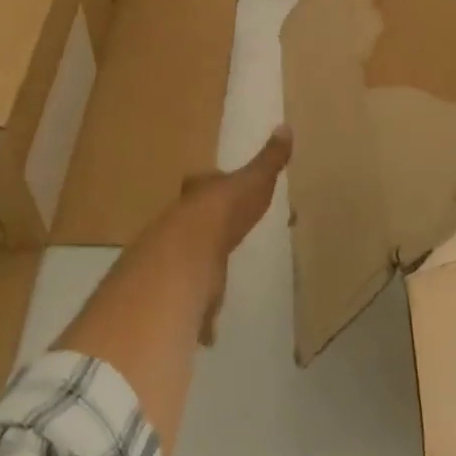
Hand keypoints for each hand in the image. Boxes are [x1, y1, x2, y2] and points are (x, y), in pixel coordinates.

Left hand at [173, 125, 291, 342]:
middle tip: (219, 236)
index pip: (202, 184)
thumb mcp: (252, 181)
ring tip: (216, 279)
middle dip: (202, 229)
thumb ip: (269, 159)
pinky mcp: (173, 295)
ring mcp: (171, 260)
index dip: (210, 186)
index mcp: (200, 195)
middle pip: (189, 223)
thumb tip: (285, 126)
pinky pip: (187, 303)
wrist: (186, 259)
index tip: (220, 191)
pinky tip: (209, 328)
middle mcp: (179, 223)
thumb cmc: (223, 212)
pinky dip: (198, 315)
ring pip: (184, 262)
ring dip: (197, 270)